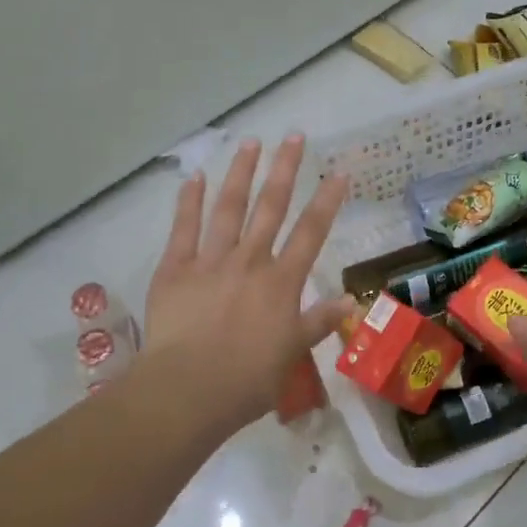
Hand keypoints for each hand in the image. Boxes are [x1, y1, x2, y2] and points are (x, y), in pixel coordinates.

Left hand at [141, 134, 356, 434]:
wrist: (188, 390)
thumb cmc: (246, 380)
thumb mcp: (292, 354)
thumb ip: (319, 322)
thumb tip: (351, 299)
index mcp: (281, 282)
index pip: (311, 233)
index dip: (327, 201)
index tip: (338, 172)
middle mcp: (250, 261)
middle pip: (271, 207)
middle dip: (285, 170)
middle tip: (294, 136)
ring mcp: (210, 261)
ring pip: (229, 208)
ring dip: (241, 173)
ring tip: (251, 142)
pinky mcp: (175, 269)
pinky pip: (183, 229)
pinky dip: (189, 201)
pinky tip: (195, 177)